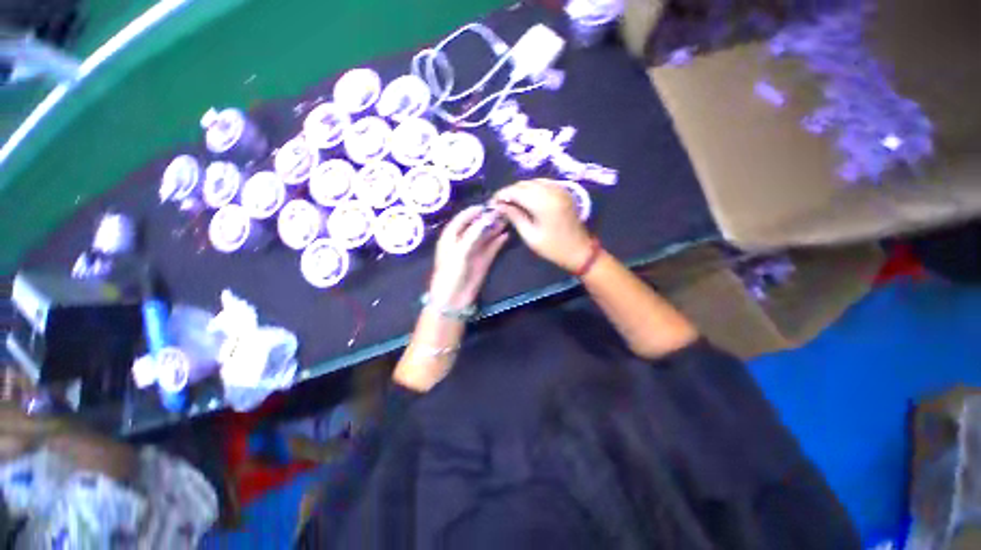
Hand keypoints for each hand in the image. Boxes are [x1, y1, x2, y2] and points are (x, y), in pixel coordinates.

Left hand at [429, 206, 508, 310]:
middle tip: (501, 212)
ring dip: (494, 229)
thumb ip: (473, 234)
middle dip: (487, 219)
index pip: (462, 219)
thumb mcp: (459, 251)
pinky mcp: (482, 261)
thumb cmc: (451, 272)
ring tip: (506, 220)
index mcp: (450, 237)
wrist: (453, 299)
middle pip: (475, 226)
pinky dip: (498, 242)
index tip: (487, 205)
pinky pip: (491, 248)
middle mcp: (462, 242)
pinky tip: (506, 235)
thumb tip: (487, 218)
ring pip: (485, 237)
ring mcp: (473, 252)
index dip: (473, 212)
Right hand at [492, 180, 593, 272]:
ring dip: (520, 190)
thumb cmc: (553, 248)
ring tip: (511, 202)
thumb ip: (515, 217)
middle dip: (509, 192)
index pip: (515, 191)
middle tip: (500, 204)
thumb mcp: (530, 236)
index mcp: (543, 202)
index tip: (492, 203)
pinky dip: (532, 188)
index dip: (501, 195)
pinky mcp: (564, 191)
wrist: (580, 251)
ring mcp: (560, 189)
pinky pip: (543, 183)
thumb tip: (500, 206)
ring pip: (533, 182)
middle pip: (523, 184)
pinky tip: (526, 199)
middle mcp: (551, 190)